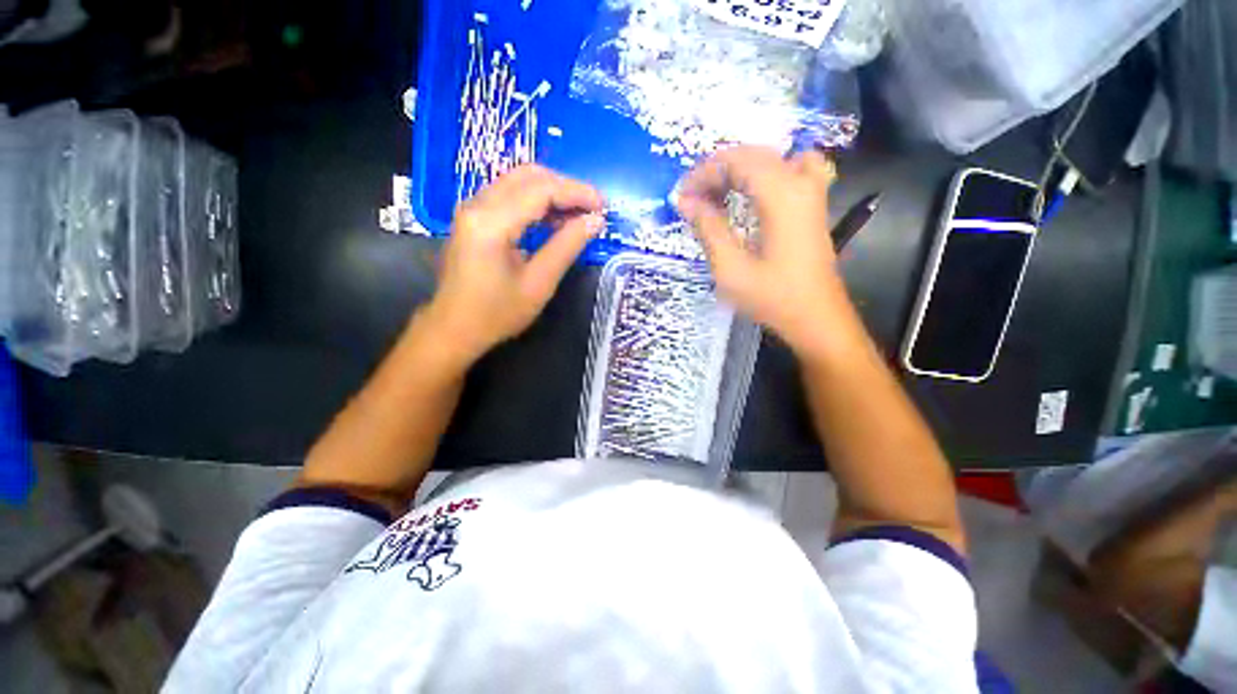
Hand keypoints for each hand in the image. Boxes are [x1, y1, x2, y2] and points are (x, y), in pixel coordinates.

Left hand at [423, 165, 604, 363]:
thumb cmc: (497, 313)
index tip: (603, 206)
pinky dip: (536, 201)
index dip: (577, 192)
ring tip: (579, 215)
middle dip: (566, 187)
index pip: (541, 189)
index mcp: (492, 222)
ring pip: (519, 181)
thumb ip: (567, 247)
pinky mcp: (473, 216)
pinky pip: (510, 194)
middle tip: (592, 209)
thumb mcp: (539, 284)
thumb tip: (595, 222)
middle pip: (529, 175)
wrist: (454, 328)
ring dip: (552, 192)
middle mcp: (477, 204)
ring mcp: (472, 208)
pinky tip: (554, 220)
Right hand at [675, 146, 852, 354]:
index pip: (736, 162)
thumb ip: (708, 229)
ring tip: (716, 194)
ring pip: (770, 159)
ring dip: (738, 170)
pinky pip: (790, 168)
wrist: (816, 318)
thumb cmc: (772, 298)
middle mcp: (801, 182)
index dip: (703, 173)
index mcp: (781, 195)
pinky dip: (765, 172)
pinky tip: (754, 191)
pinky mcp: (814, 204)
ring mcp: (812, 191)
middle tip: (692, 198)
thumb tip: (685, 201)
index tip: (681, 196)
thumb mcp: (731, 269)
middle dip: (716, 171)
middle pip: (752, 155)